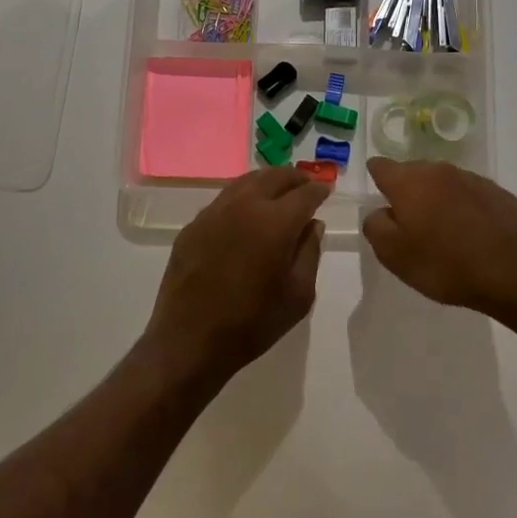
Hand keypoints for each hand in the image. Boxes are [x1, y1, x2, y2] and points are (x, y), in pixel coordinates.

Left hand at [145, 167, 328, 386]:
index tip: (326, 190)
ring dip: (267, 181)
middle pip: (274, 177)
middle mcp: (245, 206)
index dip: (319, 190)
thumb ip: (310, 252)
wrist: (190, 340)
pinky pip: (224, 199)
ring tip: (278, 190)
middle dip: (294, 178)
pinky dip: (242, 196)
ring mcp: (215, 212)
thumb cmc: (253, 323)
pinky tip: (246, 211)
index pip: (304, 194)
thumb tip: (312, 224)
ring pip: (246, 182)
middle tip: (305, 184)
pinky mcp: (194, 225)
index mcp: (276, 222)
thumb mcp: (299, 295)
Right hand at [362, 159, 516, 322]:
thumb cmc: (446, 264)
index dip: (376, 179)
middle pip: (413, 173)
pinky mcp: (497, 193)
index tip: (379, 197)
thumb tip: (380, 212)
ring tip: (442, 232)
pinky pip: (469, 195)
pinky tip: (471, 234)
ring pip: (442, 183)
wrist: (515, 272)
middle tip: (410, 224)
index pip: (381, 166)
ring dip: (437, 200)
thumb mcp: (394, 255)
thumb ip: (376, 227)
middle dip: (408, 192)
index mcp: (409, 182)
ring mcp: (471, 179)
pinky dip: (463, 208)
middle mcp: (439, 171)